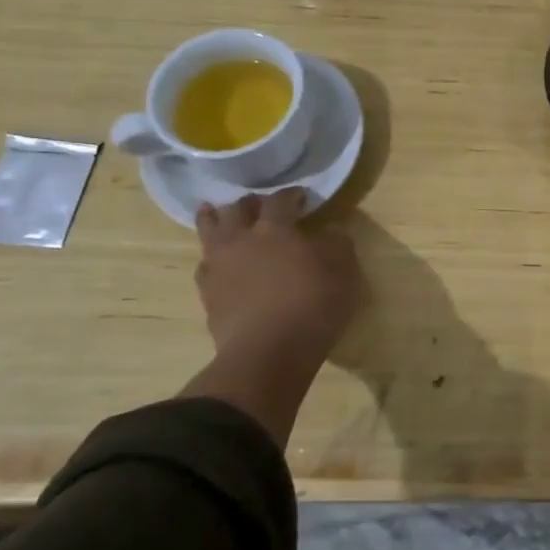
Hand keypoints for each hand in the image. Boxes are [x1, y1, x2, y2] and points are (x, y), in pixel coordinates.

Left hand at [177, 190, 364, 446]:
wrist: (268, 354)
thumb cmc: (313, 305)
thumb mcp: (344, 271)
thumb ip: (338, 244)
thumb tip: (332, 230)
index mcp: (275, 228)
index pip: (280, 200)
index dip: (291, 195)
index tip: (302, 197)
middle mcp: (242, 240)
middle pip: (238, 209)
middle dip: (250, 203)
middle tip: (260, 205)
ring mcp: (219, 267)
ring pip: (210, 231)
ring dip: (215, 219)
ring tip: (217, 214)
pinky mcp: (208, 295)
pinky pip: (205, 266)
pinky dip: (212, 258)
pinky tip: (218, 262)